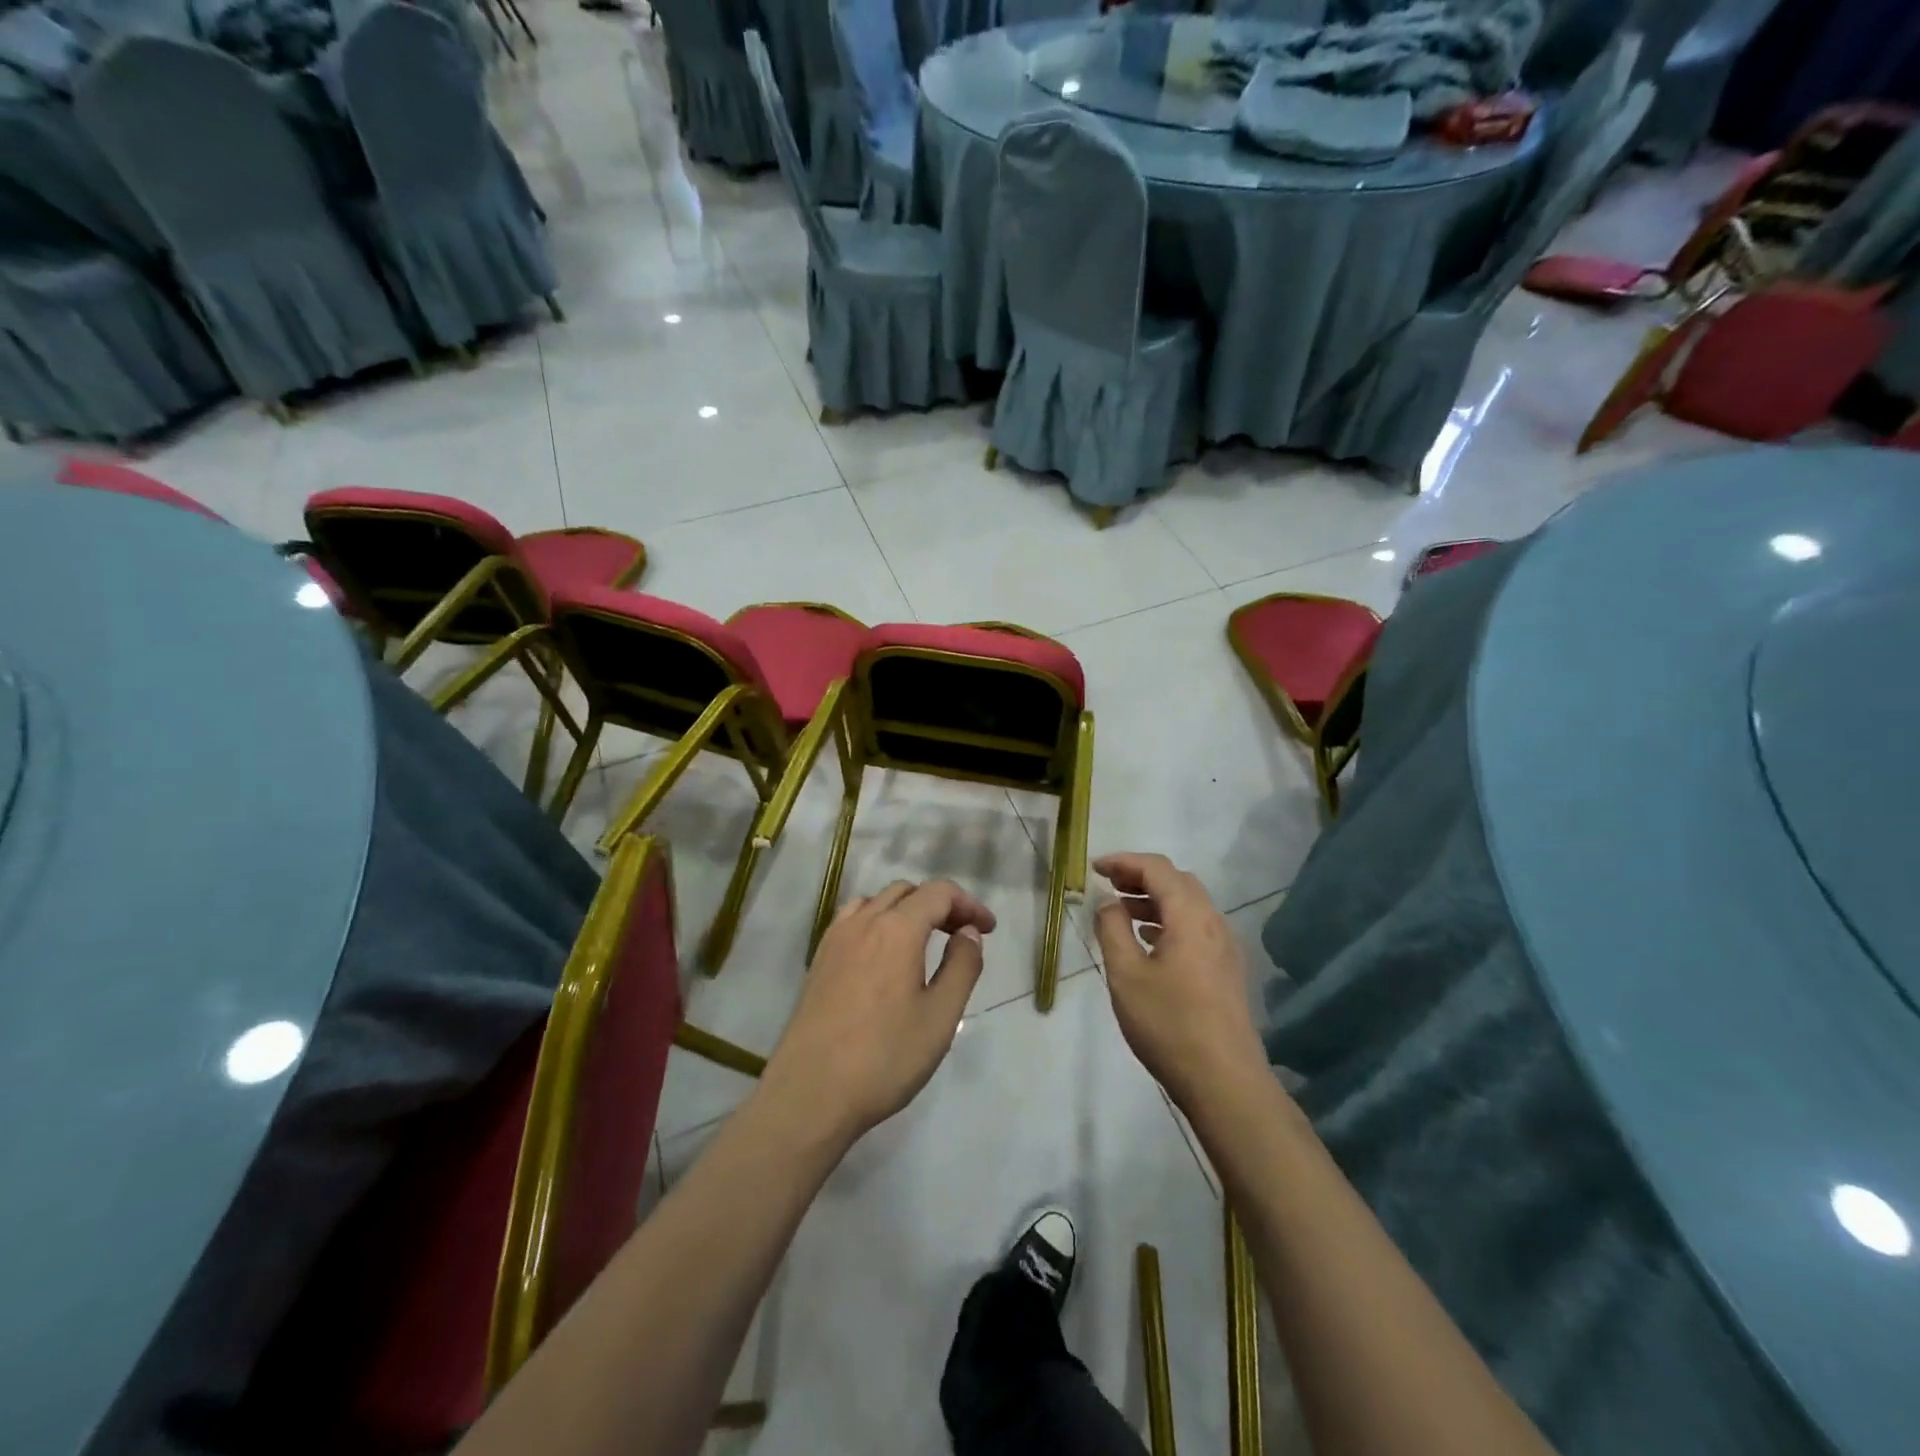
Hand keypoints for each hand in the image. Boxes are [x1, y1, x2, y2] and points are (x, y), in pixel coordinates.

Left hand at [762, 880, 995, 1143]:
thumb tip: (968, 932)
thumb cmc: (884, 1058)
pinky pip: (852, 920)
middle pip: (907, 892)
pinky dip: (876, 921)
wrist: (810, 1095)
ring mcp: (835, 940)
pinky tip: (883, 955)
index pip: (939, 893)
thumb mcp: (940, 1017)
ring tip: (924, 941)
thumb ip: (962, 966)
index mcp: (897, 929)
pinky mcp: (818, 960)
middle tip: (961, 936)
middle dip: (939, 905)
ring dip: (906, 910)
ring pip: (876, 902)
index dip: (968, 904)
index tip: (988, 929)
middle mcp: (863, 922)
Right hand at [1093, 852, 1267, 1107]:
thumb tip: (1107, 902)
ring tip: (1121, 910)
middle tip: (1107, 884)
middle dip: (1140, 876)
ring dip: (1154, 899)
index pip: (1157, 869)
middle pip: (1177, 881)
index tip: (1094, 867)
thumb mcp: (1126, 975)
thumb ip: (1112, 929)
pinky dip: (1167, 921)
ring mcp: (1224, 947)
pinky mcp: (1226, 970)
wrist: (1224, 1081)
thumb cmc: (1169, 1024)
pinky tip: (1147, 941)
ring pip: (1188, 905)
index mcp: (1190, 916)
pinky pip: (1194, 928)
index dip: (1124, 861)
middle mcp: (1213, 923)